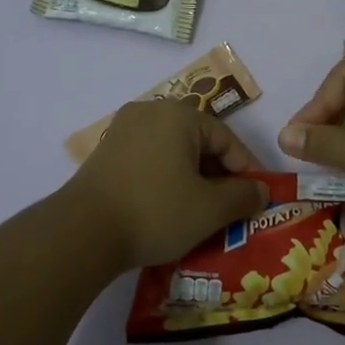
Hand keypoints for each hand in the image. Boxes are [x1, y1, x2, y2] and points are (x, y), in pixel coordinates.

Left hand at [63, 100, 269, 271]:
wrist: (83, 233)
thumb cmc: (155, 211)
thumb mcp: (210, 209)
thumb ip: (243, 196)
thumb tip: (262, 190)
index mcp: (179, 115)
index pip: (226, 139)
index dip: (246, 170)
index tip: (257, 198)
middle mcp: (150, 111)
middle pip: (198, 141)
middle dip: (218, 175)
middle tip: (230, 207)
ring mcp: (123, 130)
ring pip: (173, 151)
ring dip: (192, 179)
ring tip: (202, 211)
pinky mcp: (106, 152)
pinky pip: (149, 159)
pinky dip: (166, 179)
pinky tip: (169, 208)